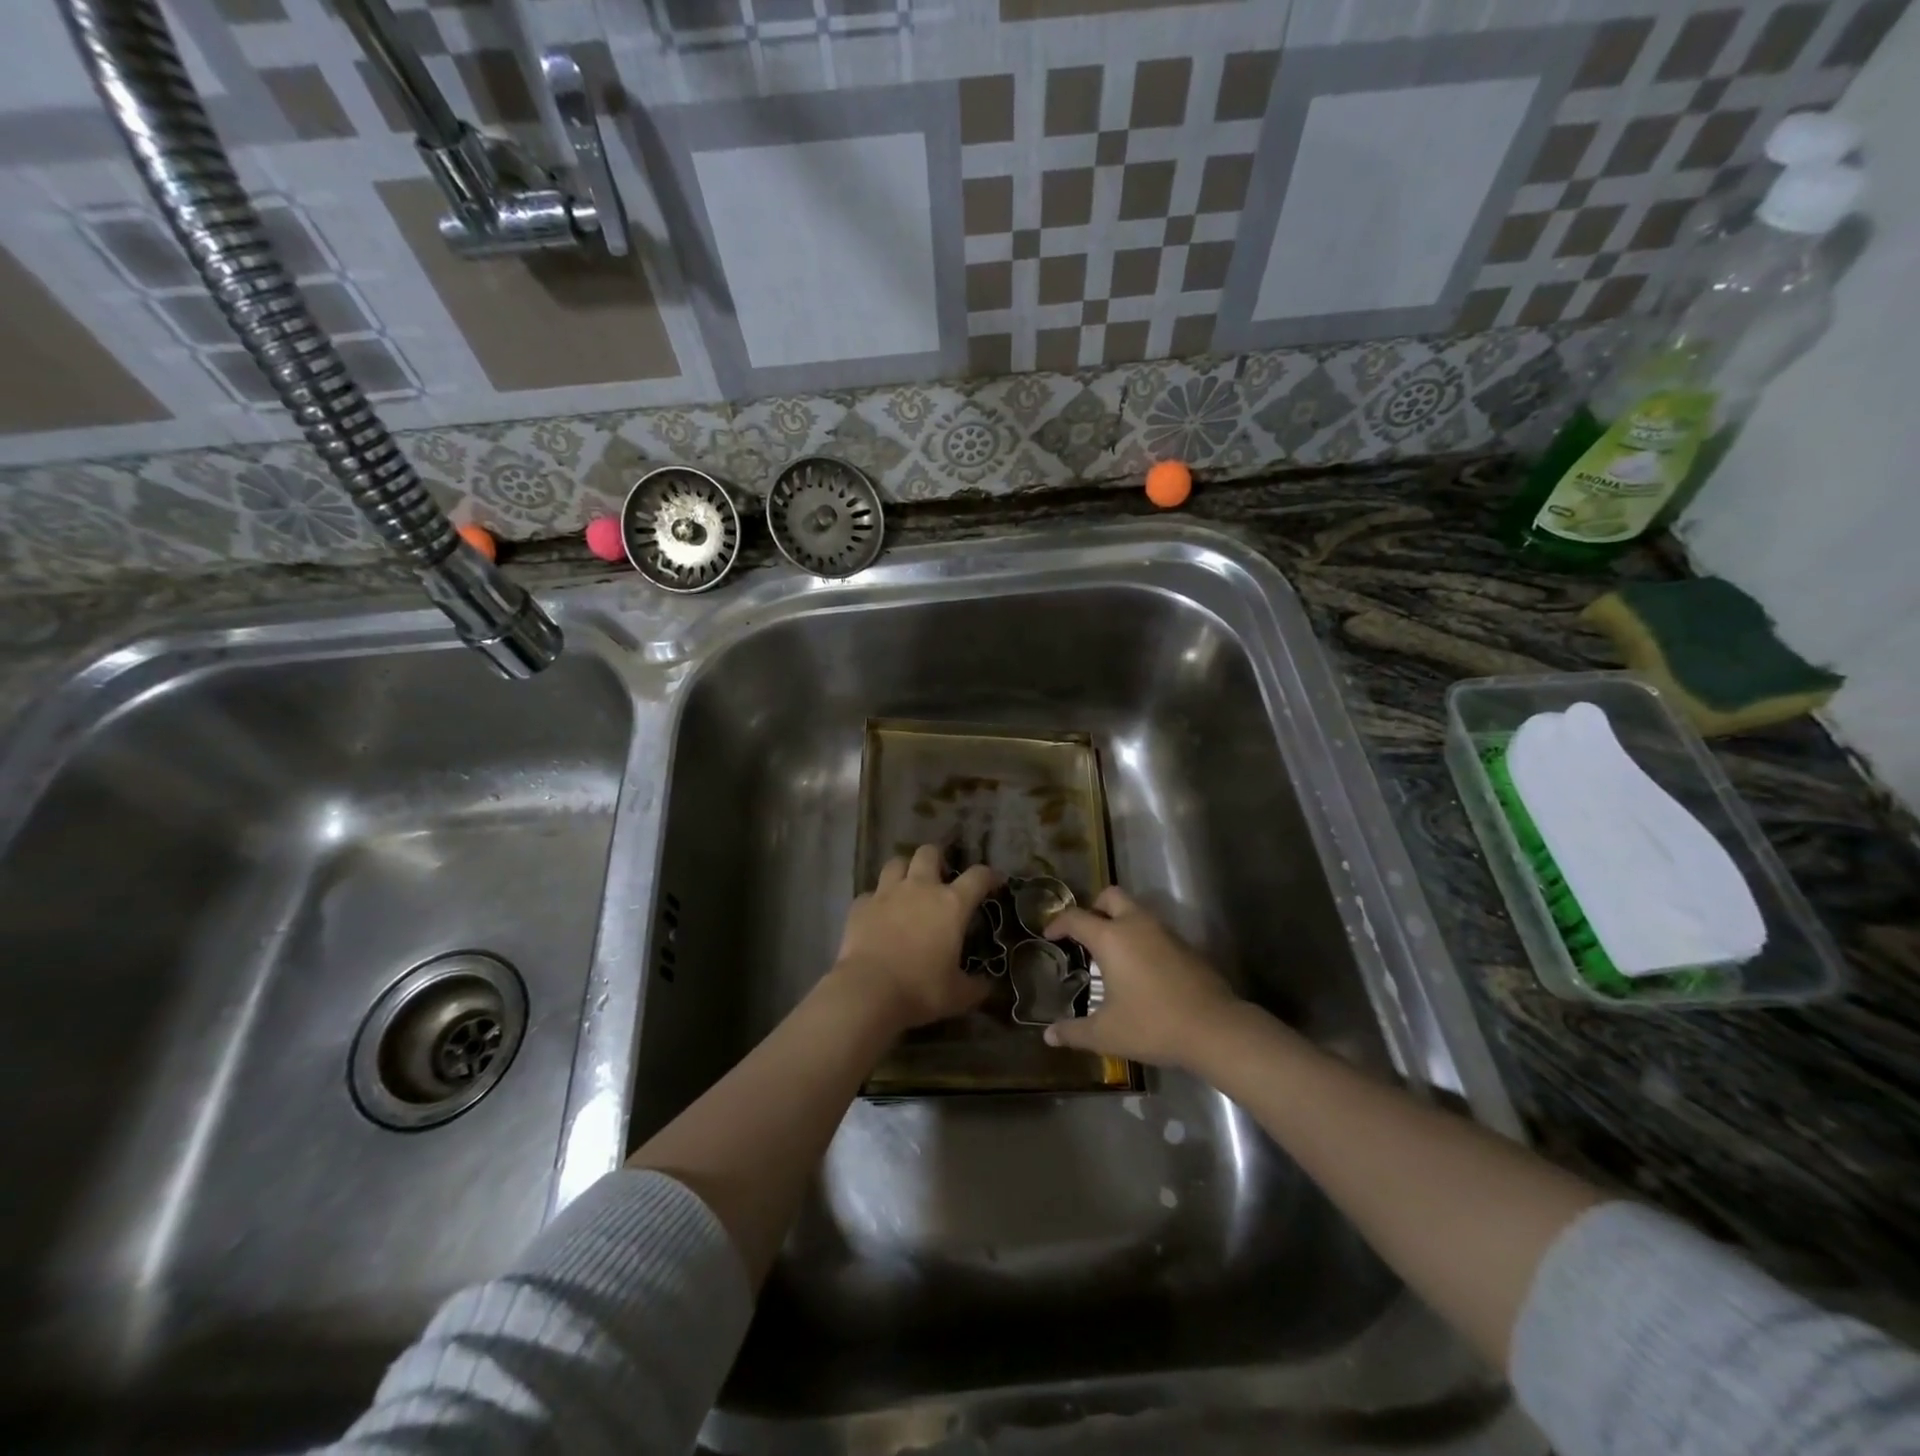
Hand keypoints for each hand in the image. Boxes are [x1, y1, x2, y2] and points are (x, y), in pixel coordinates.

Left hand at [831, 845, 997, 1031]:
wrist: (869, 991)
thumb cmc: (921, 990)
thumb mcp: (958, 995)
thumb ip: (976, 986)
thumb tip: (987, 985)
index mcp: (951, 904)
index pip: (978, 876)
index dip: (990, 875)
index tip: (995, 881)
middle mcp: (920, 888)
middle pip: (929, 853)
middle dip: (937, 859)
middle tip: (940, 876)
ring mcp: (887, 893)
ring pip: (896, 863)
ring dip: (904, 871)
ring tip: (907, 887)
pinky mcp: (860, 905)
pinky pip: (870, 893)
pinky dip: (876, 901)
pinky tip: (878, 915)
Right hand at [1042, 887, 1243, 1068]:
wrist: (1215, 1029)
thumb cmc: (1153, 1025)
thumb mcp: (1107, 1034)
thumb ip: (1074, 1032)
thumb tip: (1048, 1036)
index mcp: (1111, 938)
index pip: (1076, 917)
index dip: (1058, 923)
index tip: (1049, 935)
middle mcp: (1137, 925)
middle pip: (1111, 896)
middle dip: (1094, 907)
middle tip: (1085, 933)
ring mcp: (1165, 933)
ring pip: (1136, 912)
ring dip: (1120, 923)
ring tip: (1111, 954)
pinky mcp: (1186, 946)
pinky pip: (1155, 931)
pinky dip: (1142, 939)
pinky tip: (1140, 970)